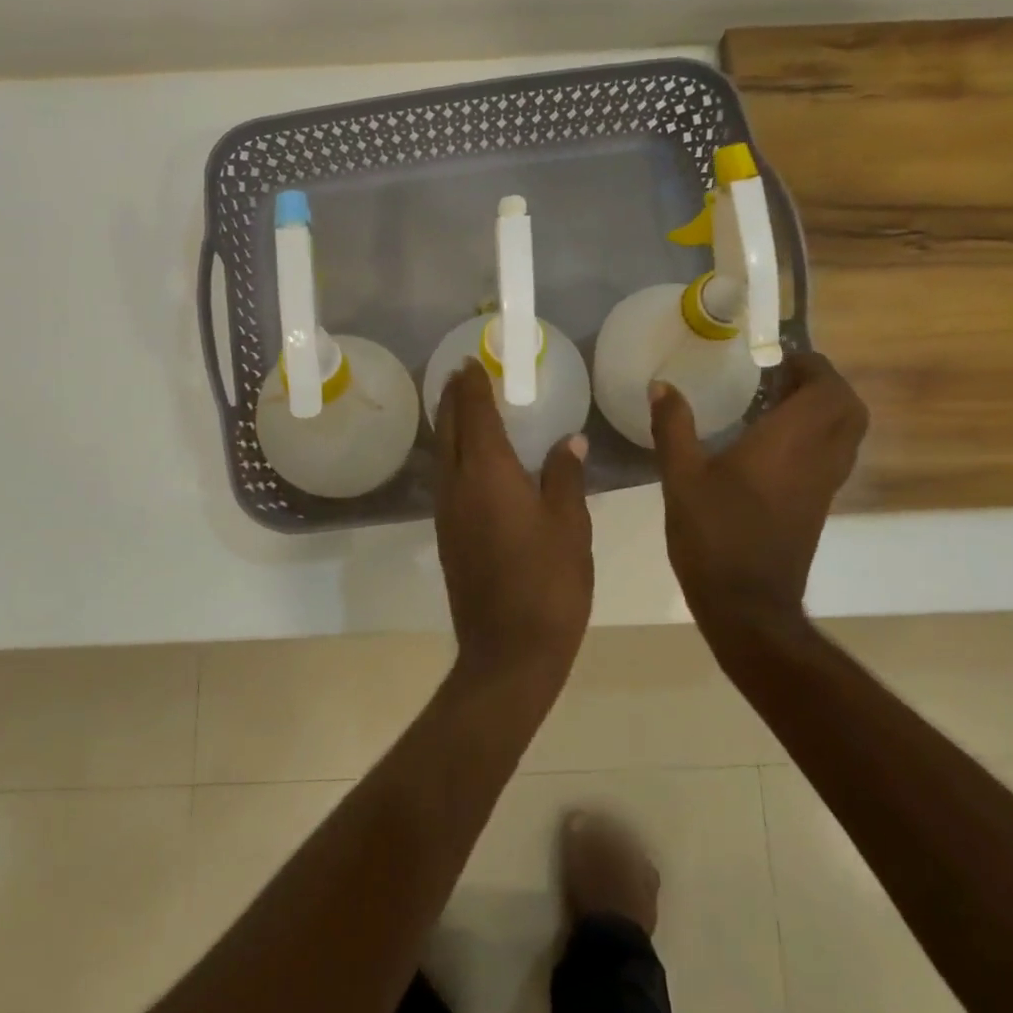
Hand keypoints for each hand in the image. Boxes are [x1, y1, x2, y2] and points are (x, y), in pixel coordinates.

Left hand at [433, 361, 592, 691]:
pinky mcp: (447, 536)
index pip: (475, 414)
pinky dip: (452, 455)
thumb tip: (569, 440)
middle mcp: (458, 485)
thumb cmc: (548, 583)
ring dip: (448, 426)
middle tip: (460, 374)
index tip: (470, 362)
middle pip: (449, 430)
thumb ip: (565, 476)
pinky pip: (445, 479)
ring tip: (460, 406)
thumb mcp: (570, 526)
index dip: (472, 386)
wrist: (509, 651)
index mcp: (488, 473)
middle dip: (452, 398)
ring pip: (442, 455)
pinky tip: (467, 460)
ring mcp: (447, 513)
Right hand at [650, 351, 867, 657]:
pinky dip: (817, 436)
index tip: (777, 357)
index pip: (827, 388)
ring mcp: (823, 486)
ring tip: (777, 404)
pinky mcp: (818, 507)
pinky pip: (833, 456)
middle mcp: (818, 458)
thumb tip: (662, 385)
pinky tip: (773, 444)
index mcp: (789, 443)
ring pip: (847, 433)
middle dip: (824, 384)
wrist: (747, 604)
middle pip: (849, 408)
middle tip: (781, 377)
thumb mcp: (681, 477)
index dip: (812, 365)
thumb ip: (673, 427)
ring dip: (824, 410)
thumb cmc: (713, 535)